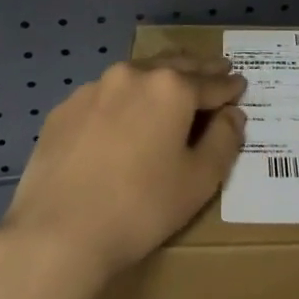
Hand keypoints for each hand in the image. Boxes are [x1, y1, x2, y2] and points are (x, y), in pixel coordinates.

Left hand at [0, 54, 245, 284]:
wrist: (58, 232)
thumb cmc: (142, 207)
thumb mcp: (200, 180)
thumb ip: (224, 140)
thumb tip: (232, 114)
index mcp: (171, 87)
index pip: (211, 83)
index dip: (229, 86)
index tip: (240, 84)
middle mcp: (133, 75)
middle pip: (174, 66)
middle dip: (198, 69)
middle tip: (215, 69)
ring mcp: (93, 89)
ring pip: (136, 75)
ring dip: (158, 78)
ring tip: (171, 86)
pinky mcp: (65, 109)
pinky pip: (104, 96)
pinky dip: (123, 99)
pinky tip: (122, 116)